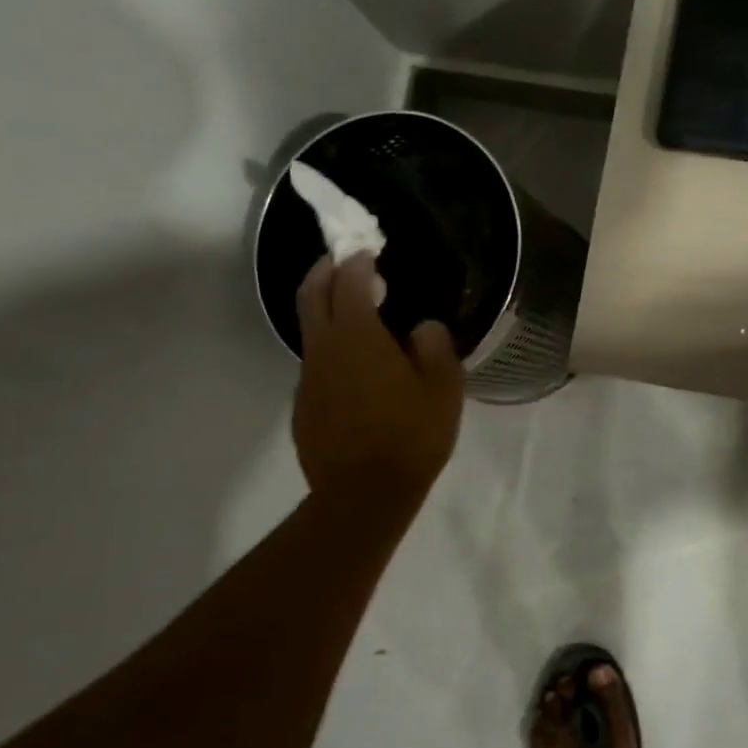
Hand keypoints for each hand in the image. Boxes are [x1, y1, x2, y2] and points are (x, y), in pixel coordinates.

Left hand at [293, 255, 464, 505]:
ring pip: (311, 330)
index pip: (349, 282)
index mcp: (358, 337)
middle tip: (342, 260)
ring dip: (327, 311)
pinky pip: (316, 364)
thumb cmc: (411, 437)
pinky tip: (356, 369)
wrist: (363, 495)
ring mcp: (309, 378)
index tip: (369, 252)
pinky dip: (331, 348)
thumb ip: (435, 348)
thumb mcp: (443, 390)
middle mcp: (325, 349)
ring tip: (357, 315)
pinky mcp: (304, 405)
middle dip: (324, 270)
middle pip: (311, 294)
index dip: (357, 262)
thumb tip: (422, 328)